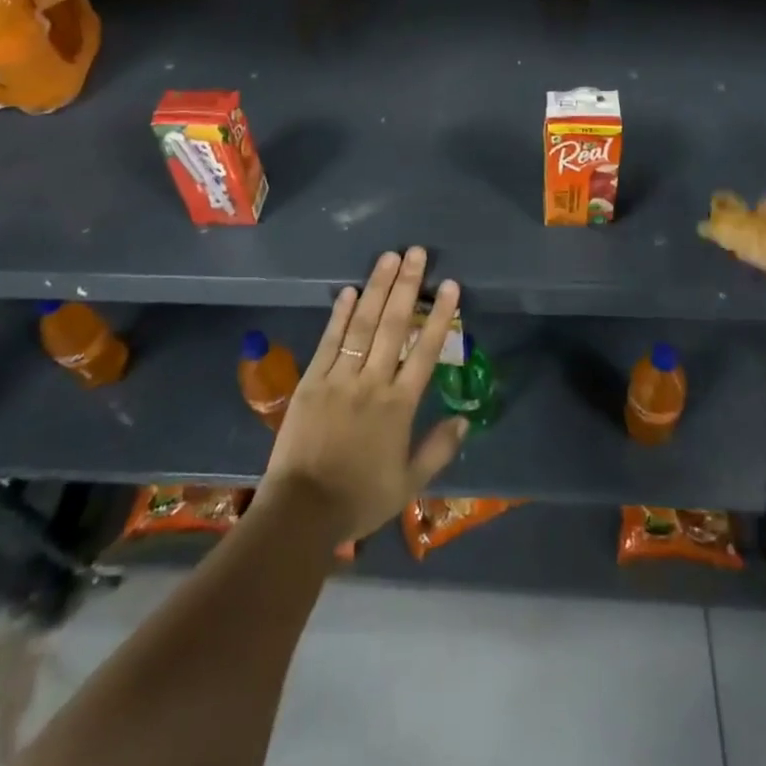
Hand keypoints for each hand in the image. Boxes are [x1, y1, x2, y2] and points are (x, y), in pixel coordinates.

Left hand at [258, 247, 466, 543]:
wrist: (301, 512)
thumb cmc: (359, 499)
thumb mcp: (408, 484)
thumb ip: (438, 450)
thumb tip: (464, 420)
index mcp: (399, 405)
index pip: (426, 351)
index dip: (440, 316)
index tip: (450, 285)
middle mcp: (372, 383)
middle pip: (394, 326)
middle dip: (407, 285)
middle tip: (416, 252)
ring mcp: (339, 378)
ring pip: (363, 325)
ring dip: (376, 288)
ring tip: (388, 257)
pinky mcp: (311, 381)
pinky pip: (329, 341)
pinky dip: (340, 314)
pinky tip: (350, 290)